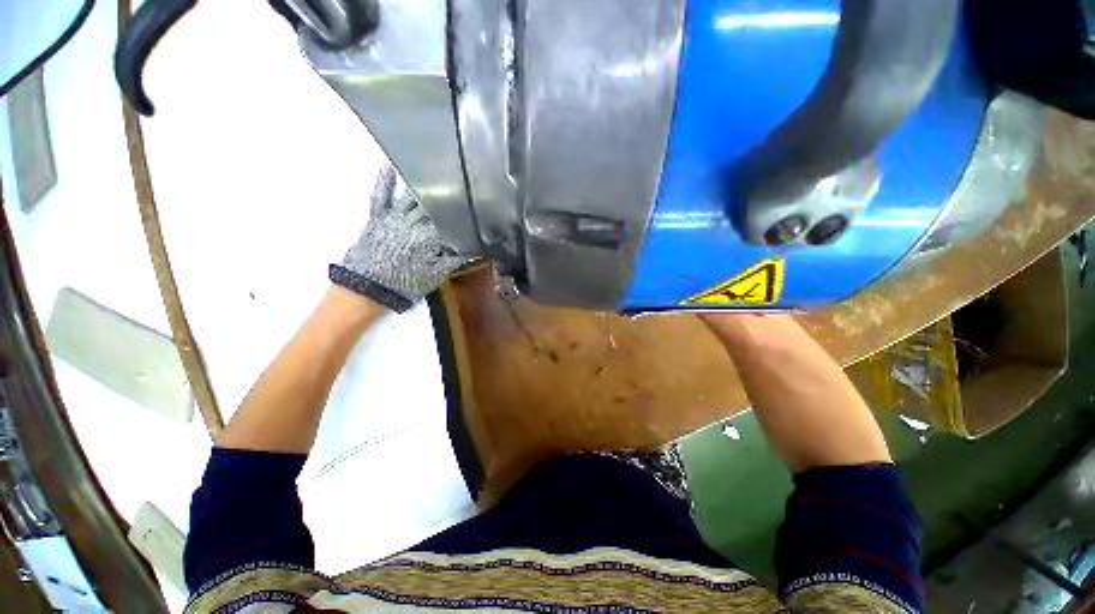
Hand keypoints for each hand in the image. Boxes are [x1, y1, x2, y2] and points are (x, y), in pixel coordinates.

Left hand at [329, 165, 468, 311]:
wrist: (367, 289)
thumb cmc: (406, 284)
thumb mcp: (437, 275)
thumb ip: (457, 259)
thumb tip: (478, 249)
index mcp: (431, 236)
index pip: (452, 221)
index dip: (463, 215)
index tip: (475, 208)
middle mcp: (414, 221)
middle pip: (434, 206)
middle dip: (448, 197)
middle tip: (461, 186)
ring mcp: (394, 216)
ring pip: (412, 196)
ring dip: (424, 186)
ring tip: (437, 173)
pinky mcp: (377, 216)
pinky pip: (381, 194)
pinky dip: (385, 180)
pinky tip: (389, 165)